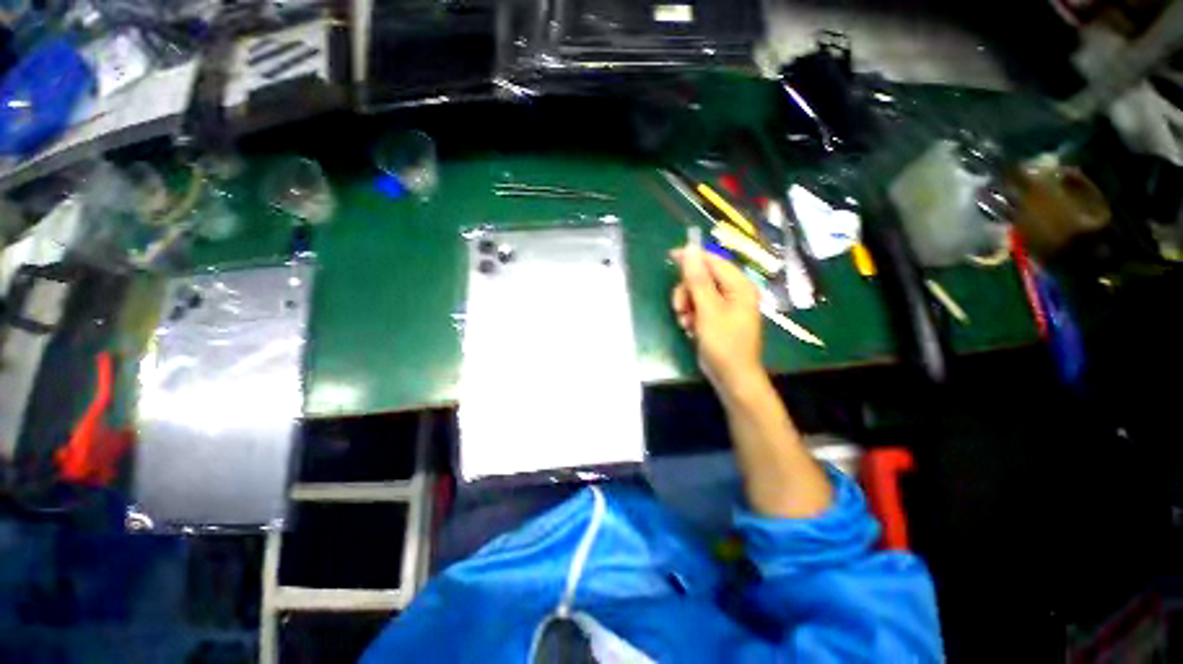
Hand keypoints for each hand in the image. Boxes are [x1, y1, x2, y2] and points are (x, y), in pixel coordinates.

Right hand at [670, 245, 763, 395]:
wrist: (732, 378)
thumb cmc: (724, 343)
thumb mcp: (708, 310)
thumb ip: (698, 280)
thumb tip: (690, 250)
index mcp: (739, 285)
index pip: (713, 261)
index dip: (692, 258)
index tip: (670, 257)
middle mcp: (734, 292)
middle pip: (703, 278)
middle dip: (687, 291)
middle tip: (679, 307)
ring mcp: (726, 306)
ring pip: (697, 293)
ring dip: (687, 306)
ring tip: (684, 322)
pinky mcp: (718, 318)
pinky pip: (699, 307)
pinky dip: (691, 315)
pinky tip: (689, 328)